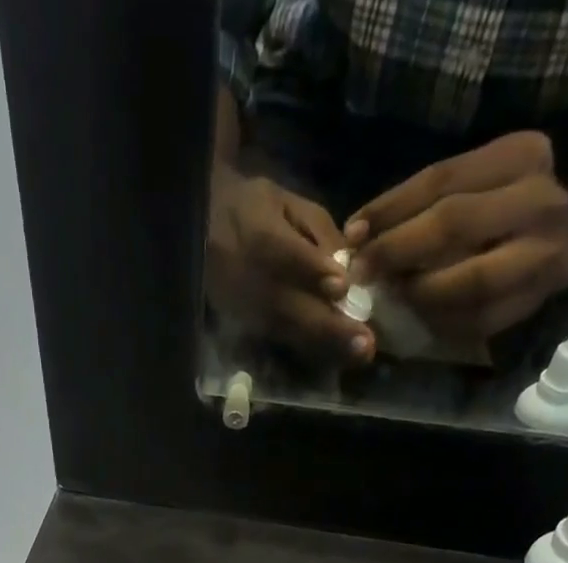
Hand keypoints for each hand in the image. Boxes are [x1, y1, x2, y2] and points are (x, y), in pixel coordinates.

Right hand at [207, 166, 374, 363]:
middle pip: (290, 306)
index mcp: (256, 233)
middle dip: (329, 326)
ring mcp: (246, 309)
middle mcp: (249, 278)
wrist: (202, 234)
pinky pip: (284, 339)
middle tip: (365, 343)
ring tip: (359, 353)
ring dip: (325, 344)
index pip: (283, 253)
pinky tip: (340, 354)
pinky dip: (313, 347)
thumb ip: (319, 232)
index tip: (341, 287)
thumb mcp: (286, 203)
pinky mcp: (248, 327)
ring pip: (289, 330)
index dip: (310, 270)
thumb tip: (349, 266)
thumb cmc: (252, 210)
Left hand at [346, 132, 567, 343]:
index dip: (390, 209)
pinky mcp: (533, 300)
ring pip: (468, 280)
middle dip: (397, 251)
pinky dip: (439, 322)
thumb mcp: (480, 183)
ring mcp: (541, 253)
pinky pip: (476, 319)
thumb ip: (429, 202)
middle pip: (453, 224)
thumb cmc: (510, 208)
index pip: (441, 178)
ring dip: (419, 293)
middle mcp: (538, 200)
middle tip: (362, 272)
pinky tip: (416, 319)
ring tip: (389, 297)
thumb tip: (359, 235)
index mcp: (520, 156)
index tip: (352, 234)